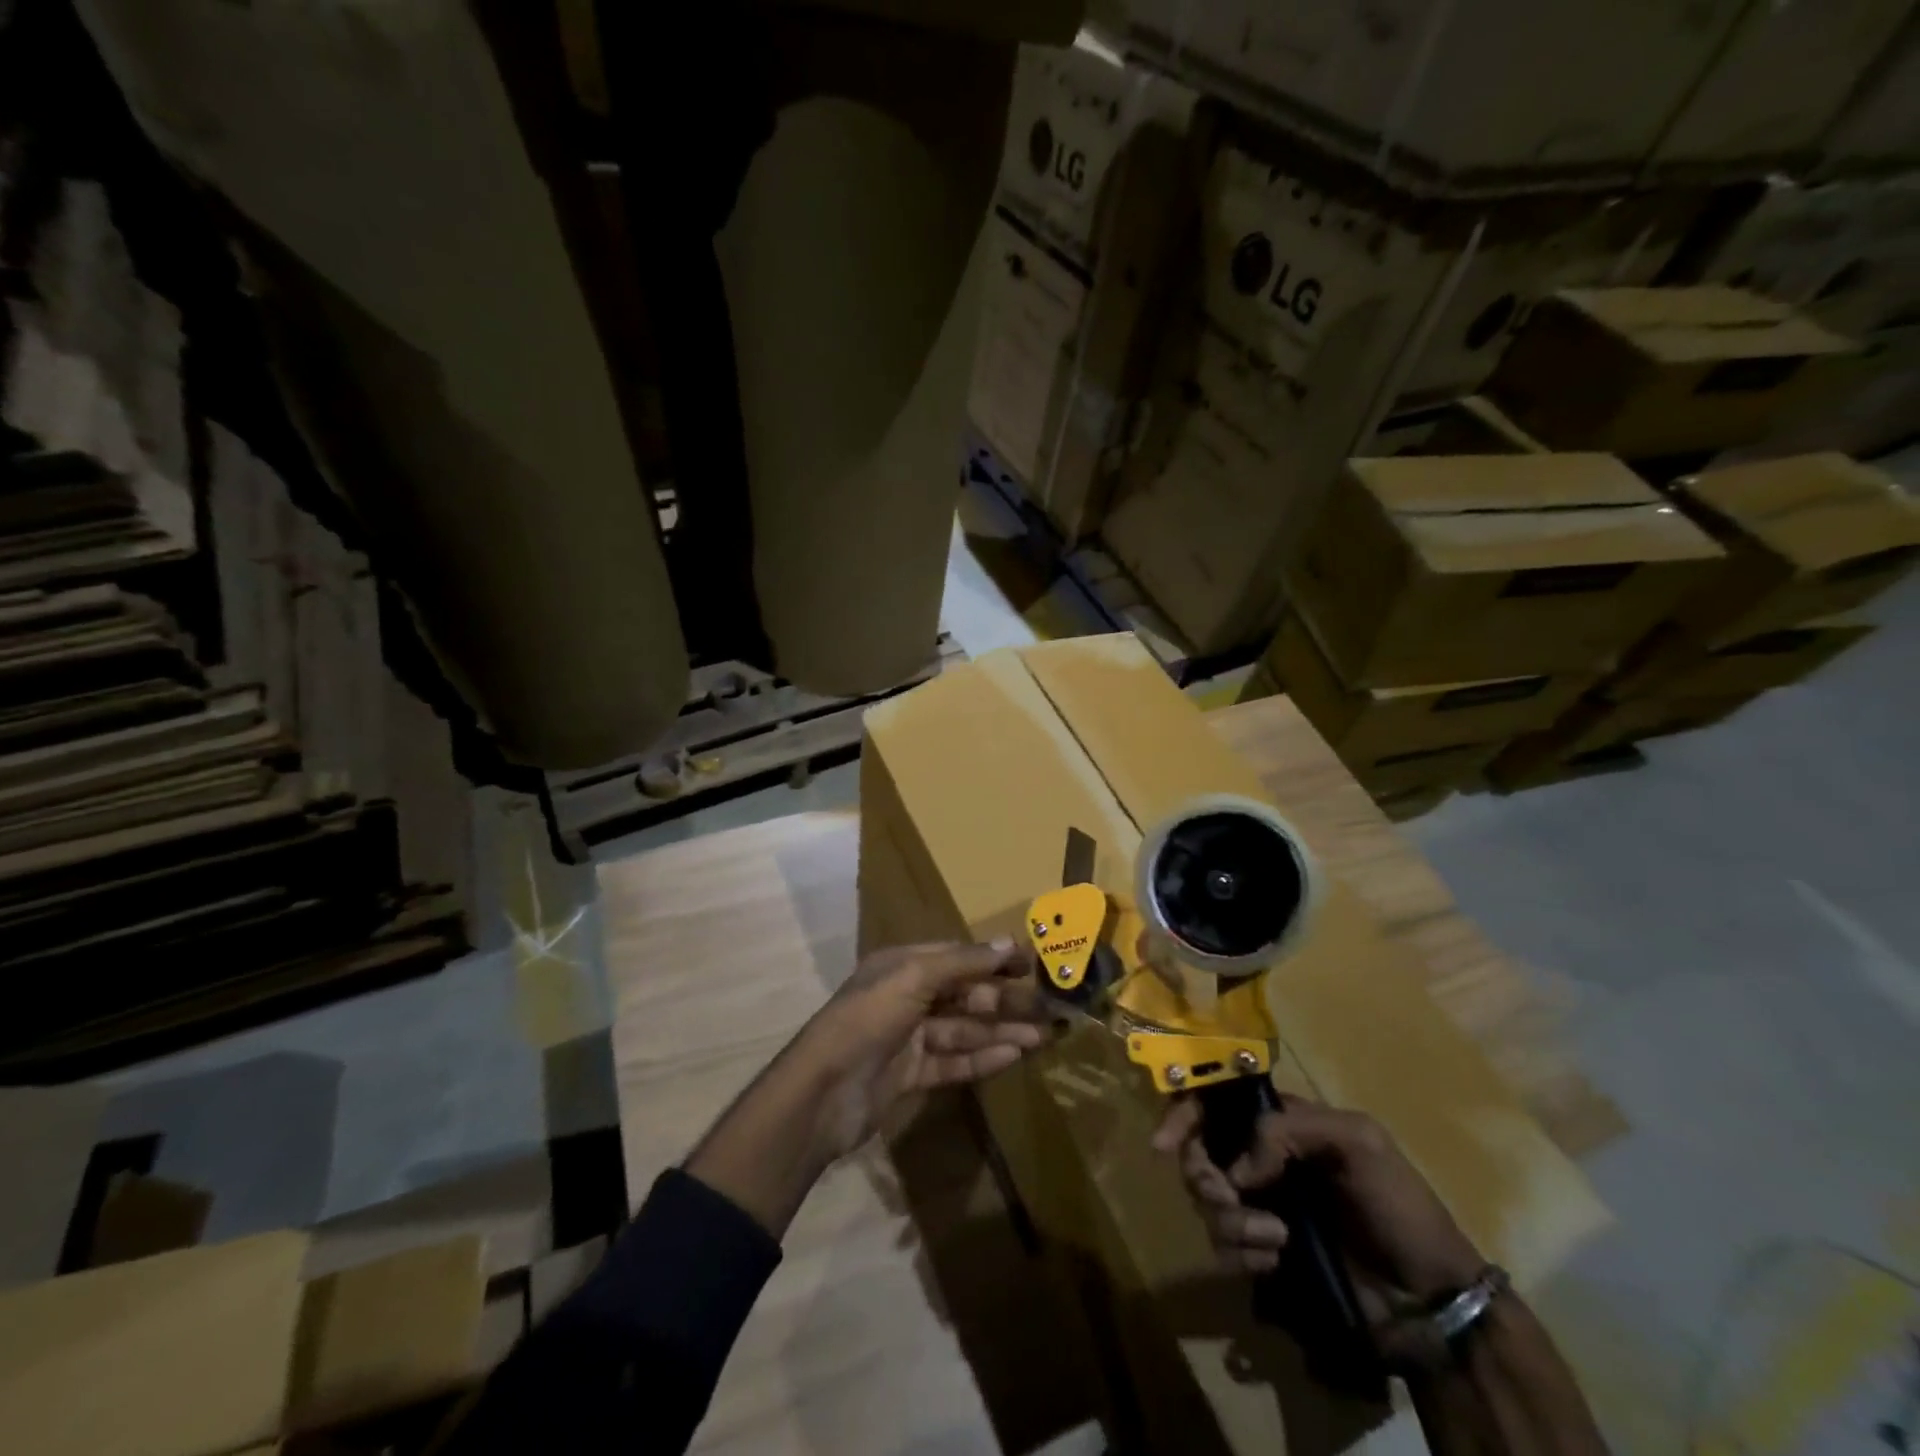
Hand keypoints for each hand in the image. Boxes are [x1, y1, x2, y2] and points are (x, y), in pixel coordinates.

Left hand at [793, 937, 1047, 1161]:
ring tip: (1041, 1036)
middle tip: (1047, 1006)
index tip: (1032, 964)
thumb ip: (963, 962)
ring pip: (963, 1029)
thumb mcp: (914, 977)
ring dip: (1000, 1030)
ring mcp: (909, 1037)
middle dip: (1003, 999)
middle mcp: (907, 996)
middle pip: (964, 994)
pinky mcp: (911, 1074)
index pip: (957, 955)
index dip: (994, 958)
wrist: (822, 1092)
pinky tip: (1013, 1056)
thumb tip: (1008, 942)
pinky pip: (953, 1061)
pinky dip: (982, 1058)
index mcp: (902, 964)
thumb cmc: (868, 1019)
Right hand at [1153, 1096, 1483, 1315]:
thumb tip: (1237, 1167)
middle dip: (1204, 1175)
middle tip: (1228, 1196)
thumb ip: (1288, 1130)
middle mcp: (1262, 1160)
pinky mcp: (1264, 1254)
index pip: (1216, 1102)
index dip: (1184, 1114)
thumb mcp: (1357, 1142)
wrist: (1430, 1299)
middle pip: (1200, 1153)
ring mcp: (1262, 1208)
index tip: (1164, 1144)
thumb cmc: (1397, 1206)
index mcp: (1281, 1124)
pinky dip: (1242, 1254)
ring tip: (1275, 1239)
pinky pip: (1225, 1249)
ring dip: (1232, 1221)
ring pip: (1208, 1203)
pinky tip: (1275, 1262)